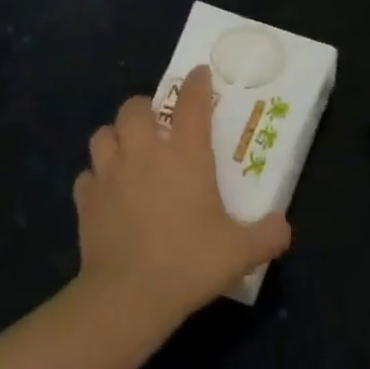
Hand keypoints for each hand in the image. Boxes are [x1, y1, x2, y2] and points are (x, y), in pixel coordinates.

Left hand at [73, 65, 291, 329]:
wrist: (129, 296)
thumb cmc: (189, 262)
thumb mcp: (240, 252)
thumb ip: (268, 235)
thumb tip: (283, 226)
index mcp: (185, 155)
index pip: (192, 103)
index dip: (197, 83)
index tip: (200, 73)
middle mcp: (144, 154)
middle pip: (133, 107)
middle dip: (145, 107)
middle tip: (157, 124)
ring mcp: (109, 175)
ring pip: (103, 134)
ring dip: (116, 136)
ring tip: (129, 151)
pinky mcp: (86, 200)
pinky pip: (87, 175)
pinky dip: (97, 177)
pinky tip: (108, 191)